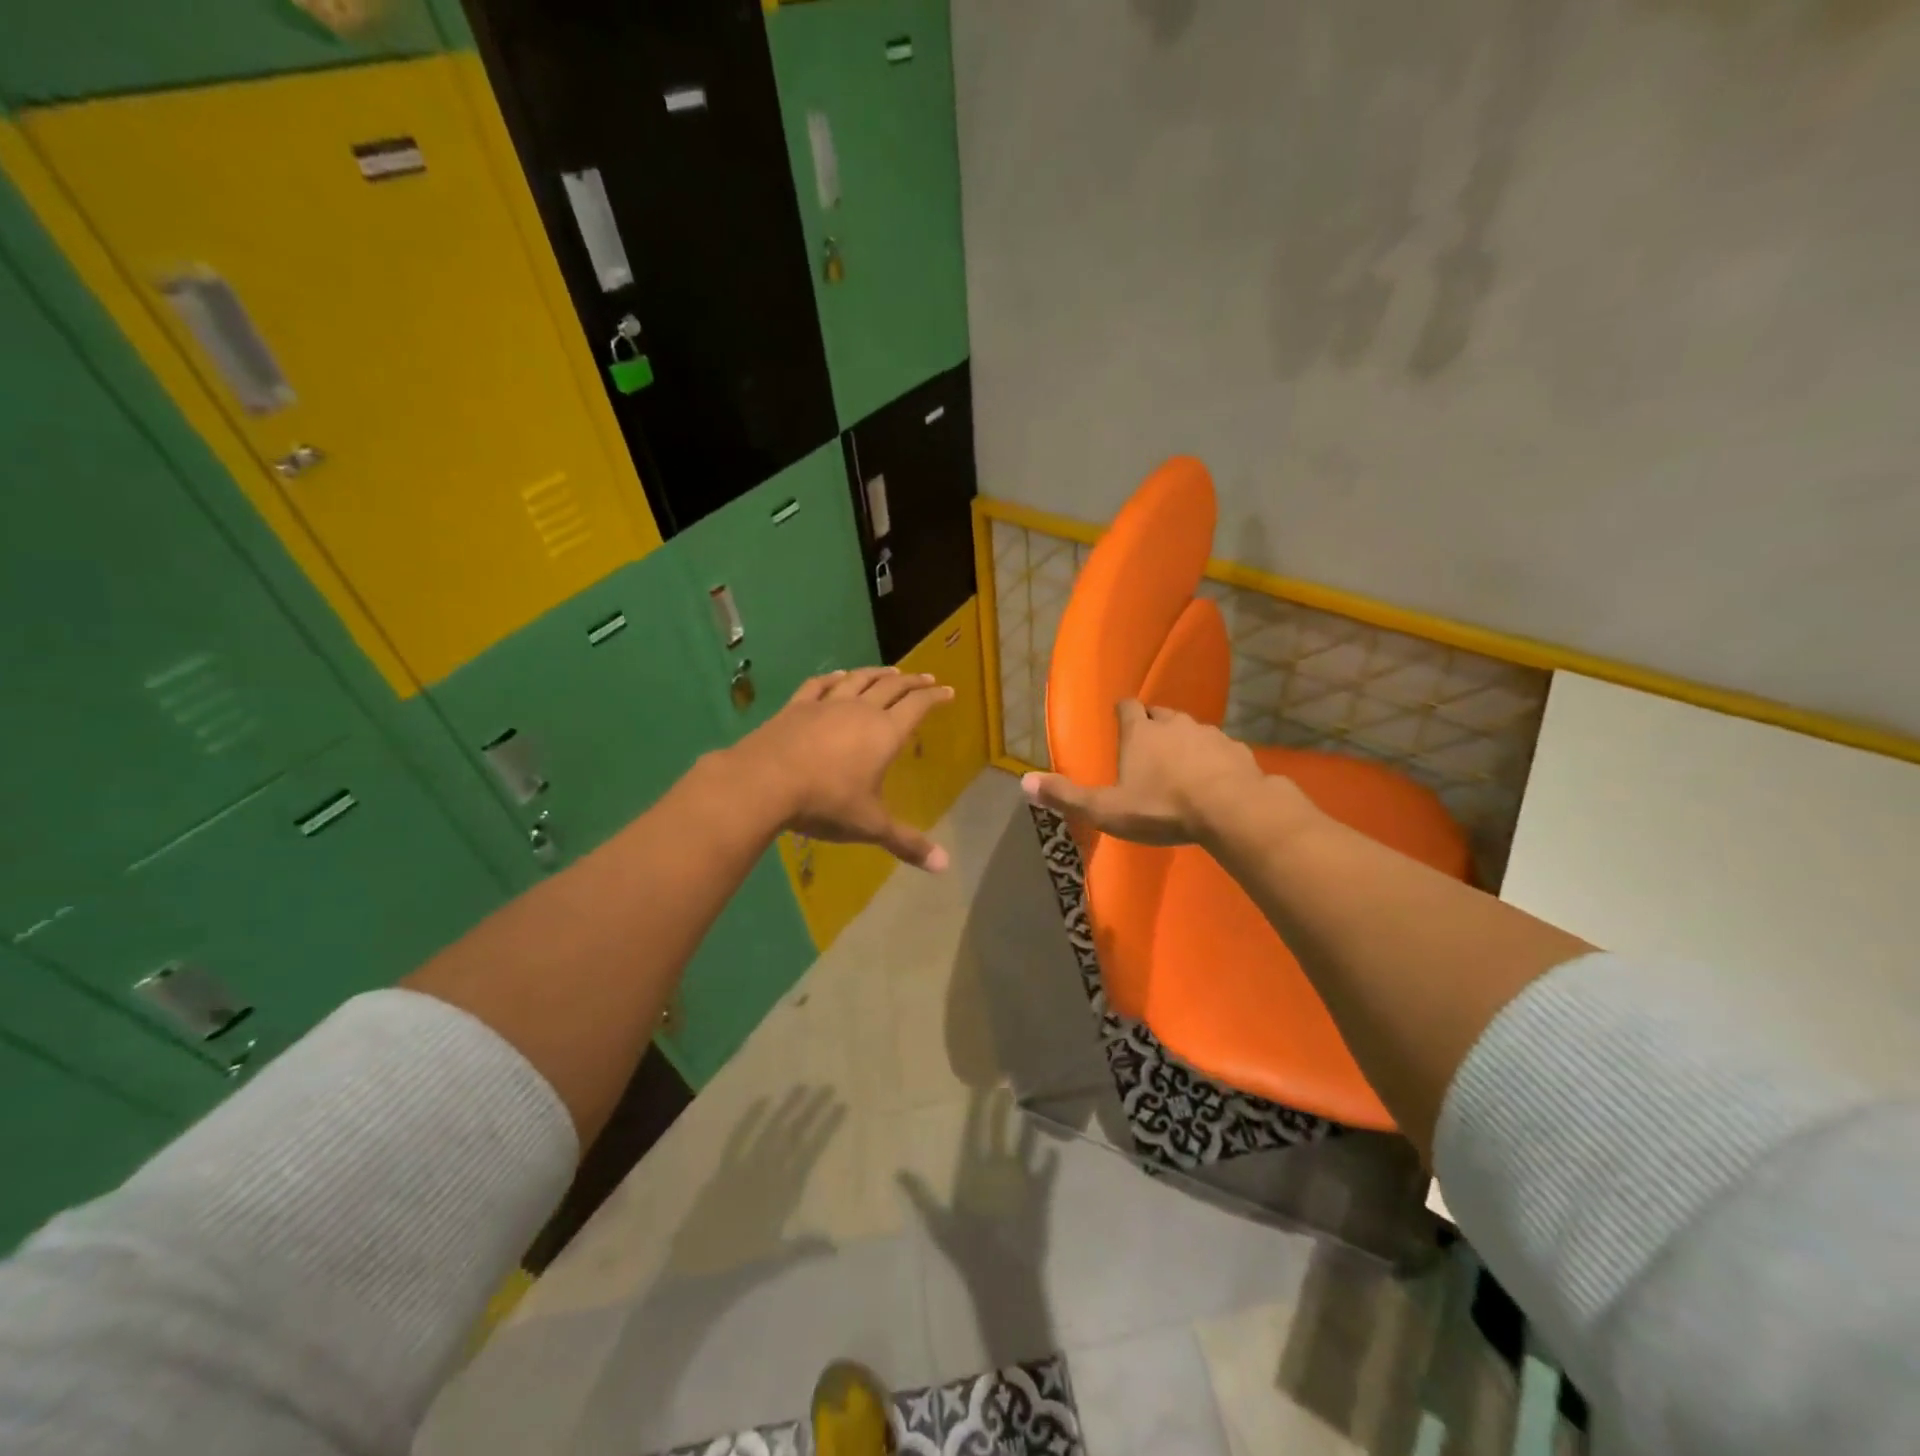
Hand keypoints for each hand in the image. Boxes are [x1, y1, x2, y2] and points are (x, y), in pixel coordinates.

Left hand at [730, 667, 953, 870]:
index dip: (935, 698)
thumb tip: (944, 866)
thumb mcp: (870, 826)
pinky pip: (819, 685)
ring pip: (858, 680)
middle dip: (913, 682)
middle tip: (927, 677)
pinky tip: (838, 675)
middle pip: (892, 688)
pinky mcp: (796, 707)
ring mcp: (826, 704)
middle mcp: (860, 710)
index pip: (917, 707)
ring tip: (890, 671)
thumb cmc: (826, 802)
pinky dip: (833, 678)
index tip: (948, 691)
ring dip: (877, 673)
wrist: (764, 782)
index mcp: (885, 733)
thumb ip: (907, 842)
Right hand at [1021, 699, 1292, 844]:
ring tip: (1180, 766)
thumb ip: (1067, 796)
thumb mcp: (1106, 809)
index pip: (1127, 707)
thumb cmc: (1161, 807)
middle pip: (1160, 714)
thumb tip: (1024, 782)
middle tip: (1147, 746)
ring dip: (1184, 742)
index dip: (1122, 713)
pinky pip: (1220, 750)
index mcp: (1140, 733)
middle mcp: (1173, 724)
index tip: (1120, 720)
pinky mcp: (1237, 751)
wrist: (1230, 810)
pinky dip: (1213, 760)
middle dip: (1152, 725)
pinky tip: (1213, 780)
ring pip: (1192, 730)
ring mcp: (1209, 735)